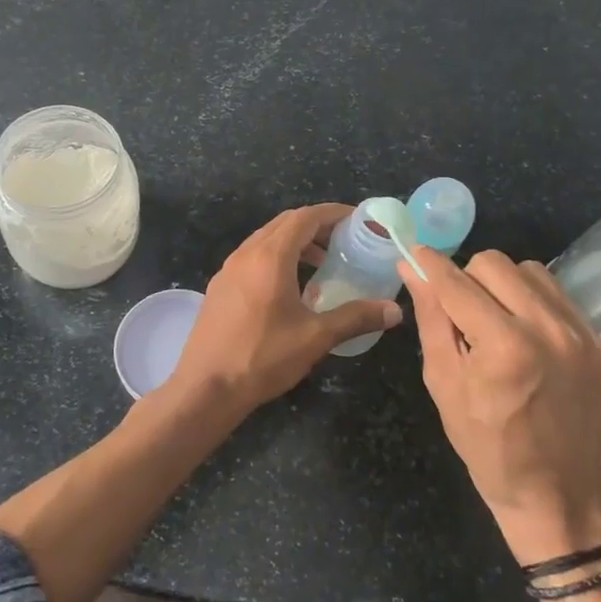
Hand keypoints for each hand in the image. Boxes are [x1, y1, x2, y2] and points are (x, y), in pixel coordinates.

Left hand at [169, 204, 402, 414]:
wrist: (206, 388)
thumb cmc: (262, 357)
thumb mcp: (316, 337)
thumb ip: (356, 318)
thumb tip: (394, 310)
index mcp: (270, 257)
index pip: (305, 217)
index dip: (333, 213)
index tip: (358, 220)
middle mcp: (246, 254)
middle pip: (285, 223)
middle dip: (316, 225)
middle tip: (345, 241)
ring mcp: (228, 270)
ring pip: (266, 239)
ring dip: (295, 242)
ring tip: (321, 264)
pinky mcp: (219, 287)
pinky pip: (252, 258)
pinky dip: (276, 258)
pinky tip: (289, 287)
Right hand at [397, 248, 600, 560]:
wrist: (557, 492)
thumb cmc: (486, 445)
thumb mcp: (444, 383)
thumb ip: (431, 318)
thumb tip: (412, 267)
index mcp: (503, 346)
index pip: (456, 282)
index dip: (430, 264)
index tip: (415, 254)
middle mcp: (547, 329)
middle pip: (494, 263)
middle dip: (467, 278)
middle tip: (460, 310)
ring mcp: (581, 334)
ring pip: (529, 271)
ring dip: (502, 285)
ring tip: (495, 320)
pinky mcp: (600, 342)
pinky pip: (558, 295)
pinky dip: (533, 302)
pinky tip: (525, 333)